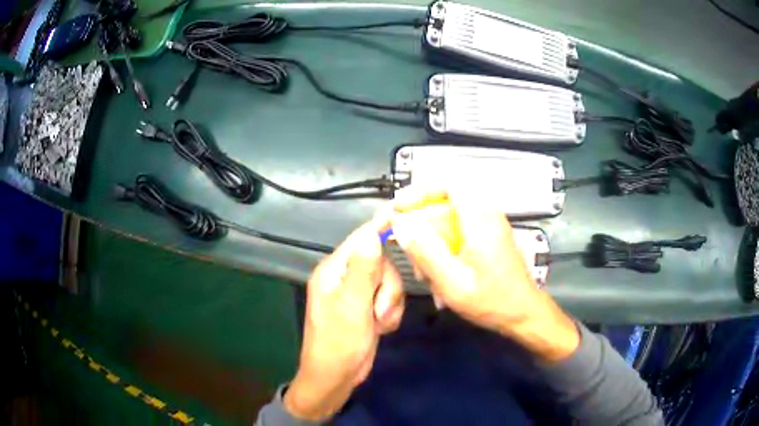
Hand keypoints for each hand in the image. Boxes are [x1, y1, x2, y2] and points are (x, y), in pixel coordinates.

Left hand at [284, 215, 403, 420]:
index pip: (360, 240)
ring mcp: (358, 294)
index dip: (380, 227)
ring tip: (379, 323)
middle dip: (387, 288)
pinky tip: (381, 328)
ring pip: (390, 283)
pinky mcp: (368, 308)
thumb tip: (371, 234)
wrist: (336, 378)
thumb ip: (363, 271)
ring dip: (389, 304)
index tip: (401, 212)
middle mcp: (345, 278)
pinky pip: (390, 300)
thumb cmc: (338, 343)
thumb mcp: (352, 307)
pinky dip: (390, 314)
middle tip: (379, 310)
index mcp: (334, 272)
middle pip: (381, 263)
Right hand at [391, 189, 578, 361]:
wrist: (522, 314)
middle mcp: (487, 216)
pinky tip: (439, 277)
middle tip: (408, 251)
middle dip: (421, 228)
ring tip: (424, 273)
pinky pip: (458, 234)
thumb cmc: (491, 301)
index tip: (400, 207)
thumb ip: (426, 251)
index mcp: (480, 220)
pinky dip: (444, 251)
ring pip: (448, 222)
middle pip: (444, 205)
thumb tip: (401, 224)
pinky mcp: (488, 238)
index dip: (420, 191)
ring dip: (431, 244)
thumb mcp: (453, 282)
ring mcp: (489, 226)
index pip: (449, 185)